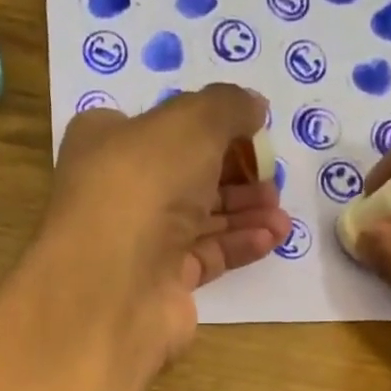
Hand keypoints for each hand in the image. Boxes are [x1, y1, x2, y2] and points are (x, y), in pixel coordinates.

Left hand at [30, 85, 291, 378]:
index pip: (162, 126)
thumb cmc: (145, 184)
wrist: (116, 283)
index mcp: (108, 139)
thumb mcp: (193, 123)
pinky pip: (206, 256)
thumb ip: (229, 107)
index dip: (208, 126)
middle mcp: (120, 189)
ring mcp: (139, 241)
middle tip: (273, 179)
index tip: (251, 132)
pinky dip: (238, 245)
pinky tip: (271, 238)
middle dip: (236, 175)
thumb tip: (254, 107)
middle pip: (187, 175)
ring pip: (200, 219)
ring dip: (245, 213)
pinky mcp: (161, 283)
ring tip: (281, 214)